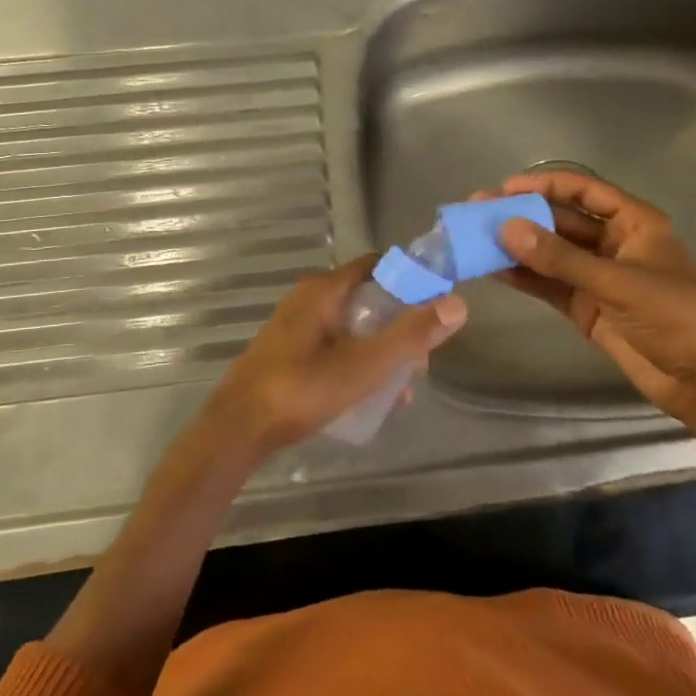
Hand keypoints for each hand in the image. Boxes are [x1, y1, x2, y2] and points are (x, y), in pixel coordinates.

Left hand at [200, 256, 466, 456]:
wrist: (237, 429)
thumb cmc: (303, 389)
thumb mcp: (366, 364)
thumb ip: (412, 335)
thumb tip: (457, 304)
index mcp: (324, 289)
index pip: (377, 265)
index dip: (410, 280)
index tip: (435, 306)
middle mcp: (308, 298)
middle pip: (367, 299)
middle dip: (399, 326)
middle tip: (422, 360)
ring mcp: (295, 326)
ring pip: (351, 327)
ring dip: (380, 350)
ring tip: (402, 388)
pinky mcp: (287, 353)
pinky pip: (333, 346)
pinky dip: (357, 362)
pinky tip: (371, 397)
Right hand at [490, 172, 695, 441]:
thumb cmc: (675, 317)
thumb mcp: (618, 283)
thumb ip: (561, 258)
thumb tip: (506, 229)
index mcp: (633, 223)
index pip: (584, 192)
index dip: (545, 185)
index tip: (505, 188)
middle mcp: (612, 243)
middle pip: (560, 221)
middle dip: (522, 216)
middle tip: (477, 212)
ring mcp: (596, 276)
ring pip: (549, 253)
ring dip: (516, 246)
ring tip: (474, 238)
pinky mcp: (585, 306)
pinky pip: (548, 284)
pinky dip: (523, 277)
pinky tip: (493, 269)